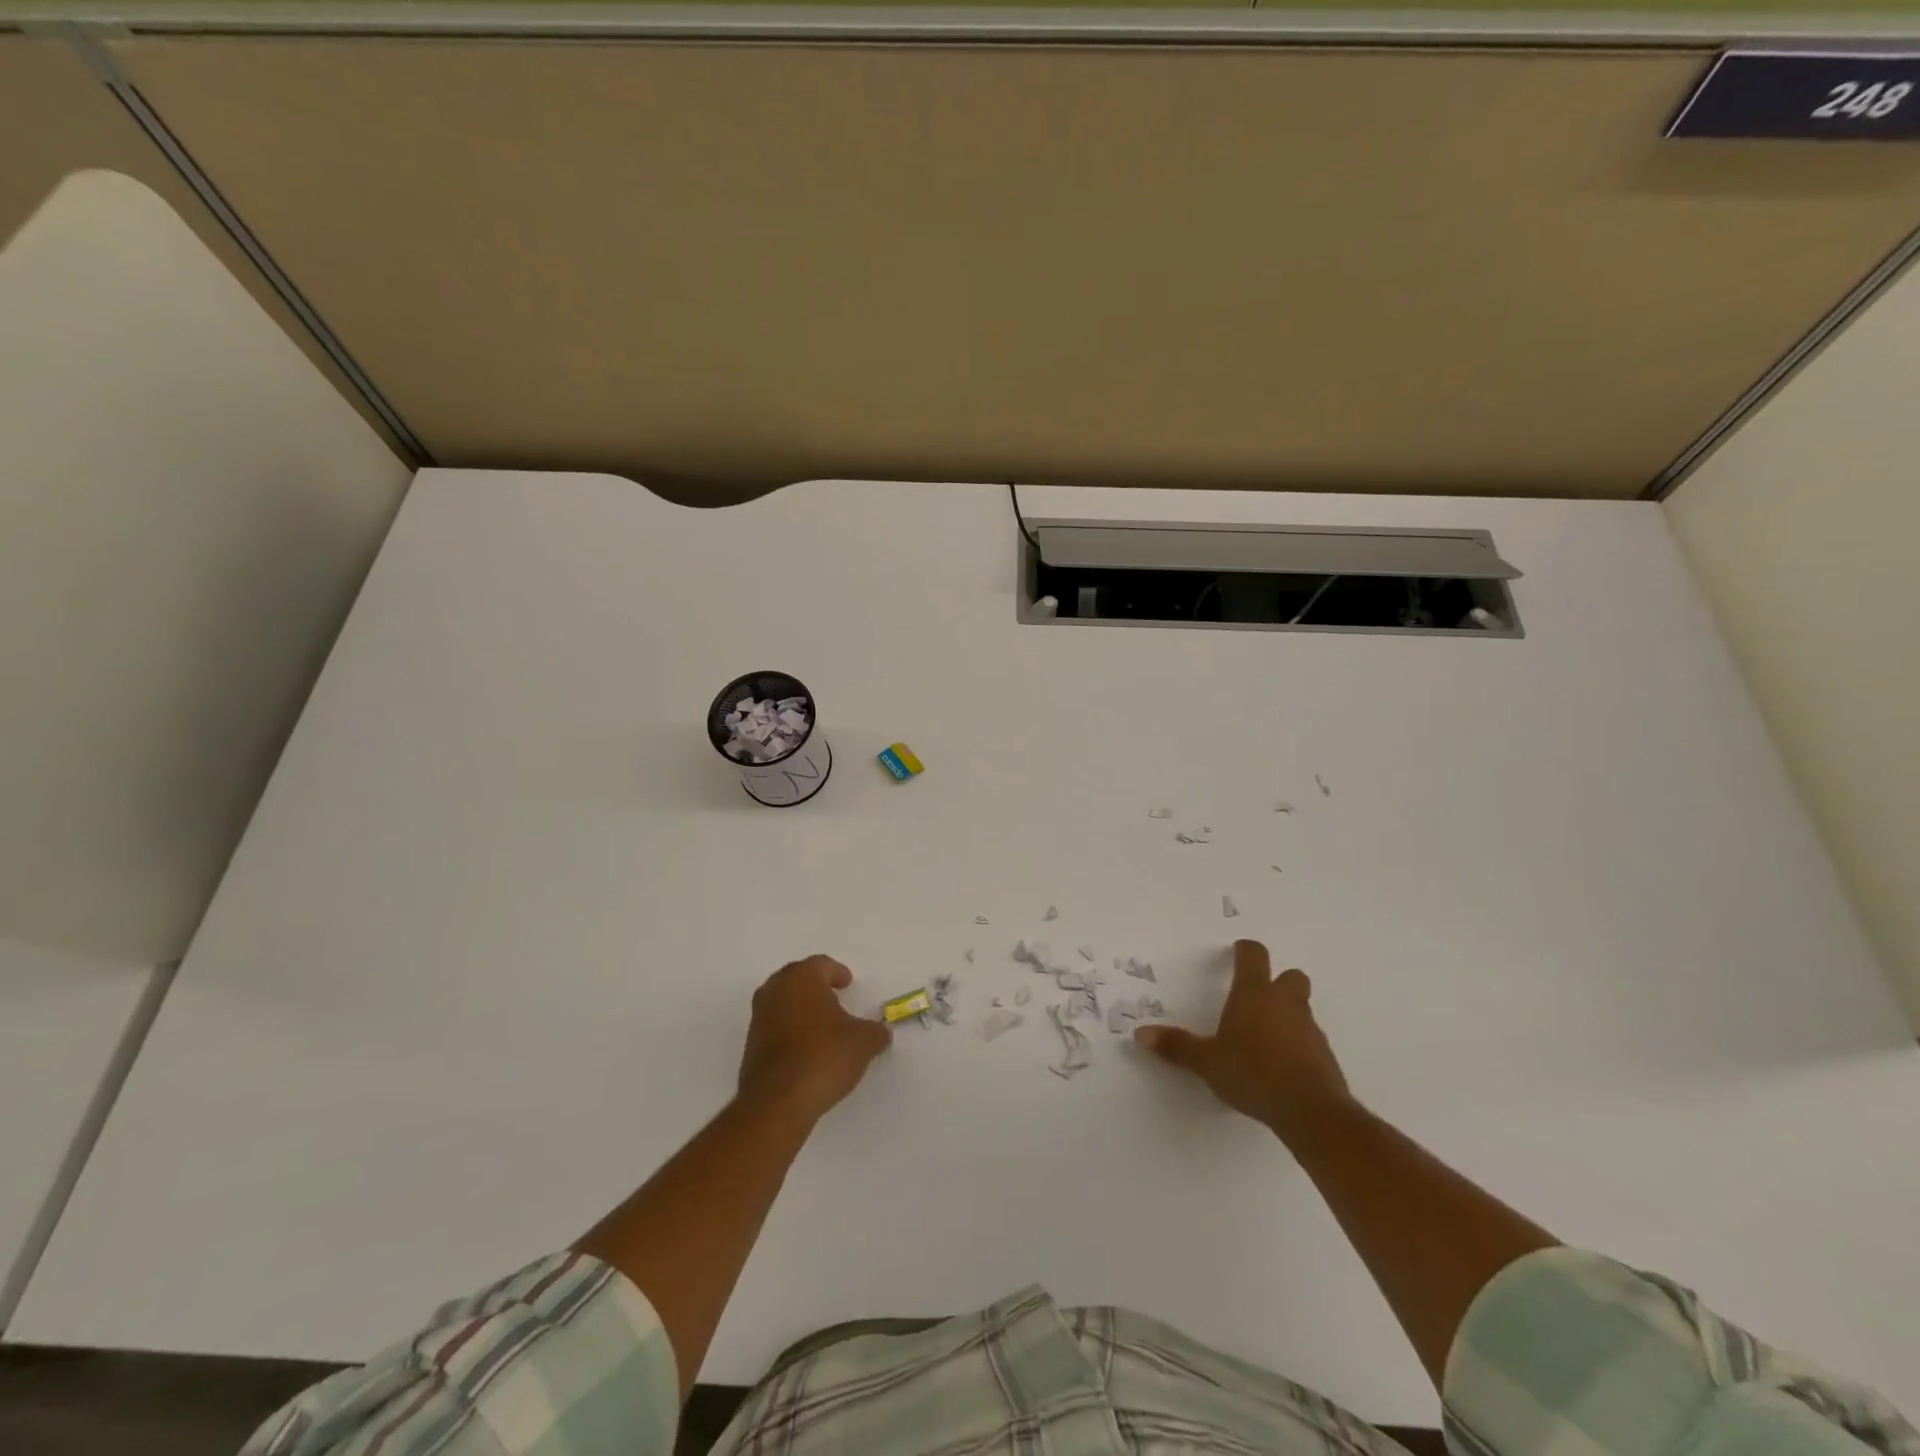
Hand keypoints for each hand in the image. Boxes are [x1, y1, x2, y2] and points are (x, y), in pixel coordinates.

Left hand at [738, 956, 890, 1125]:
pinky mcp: (751, 1045)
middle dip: (816, 986)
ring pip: (783, 1002)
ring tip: (822, 1025)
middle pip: (797, 979)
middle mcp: (775, 991)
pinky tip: (807, 1049)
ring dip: (801, 1009)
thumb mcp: (863, 1042)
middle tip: (834, 997)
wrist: (777, 1102)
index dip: (837, 972)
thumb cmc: (823, 1056)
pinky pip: (775, 1027)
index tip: (847, 983)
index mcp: (801, 978)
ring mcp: (759, 1018)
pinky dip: (790, 1030)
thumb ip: (875, 1032)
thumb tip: (881, 1032)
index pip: (821, 964)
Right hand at [1135, 939, 1354, 1143]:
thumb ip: (1177, 1046)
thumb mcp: (1207, 1062)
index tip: (1236, 952)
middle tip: (1258, 997)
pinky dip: (1298, 1043)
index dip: (1245, 950)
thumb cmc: (1253, 1073)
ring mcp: (1309, 1029)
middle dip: (1278, 981)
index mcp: (1254, 994)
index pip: (1254, 955)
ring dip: (1287, 1014)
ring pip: (1301, 1008)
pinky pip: (1310, 1039)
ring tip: (1264, 1037)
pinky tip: (1281, 1065)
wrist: (1311, 1111)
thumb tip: (1141, 1034)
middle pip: (1291, 976)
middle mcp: (1285, 1003)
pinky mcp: (1325, 1056)